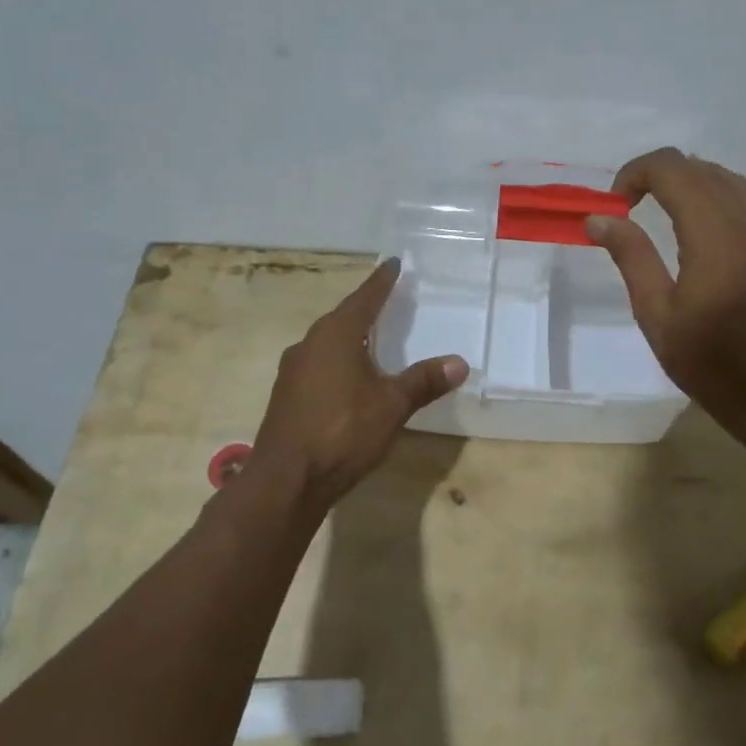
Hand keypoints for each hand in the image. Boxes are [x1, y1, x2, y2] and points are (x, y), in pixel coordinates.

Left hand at [249, 259, 466, 515]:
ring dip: (350, 335)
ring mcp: (293, 371)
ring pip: (327, 342)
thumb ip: (424, 381)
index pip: (365, 298)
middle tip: (387, 299)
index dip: (382, 281)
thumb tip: (459, 363)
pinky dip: (338, 360)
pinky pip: (318, 364)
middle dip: (366, 307)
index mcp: (335, 335)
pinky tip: (349, 376)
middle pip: (343, 316)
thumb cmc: (342, 432)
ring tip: (371, 336)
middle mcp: (309, 344)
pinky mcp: (287, 396)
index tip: (393, 263)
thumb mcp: (392, 405)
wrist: (285, 482)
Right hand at [586, 148, 745, 422]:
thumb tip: (599, 218)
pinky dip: (711, 191)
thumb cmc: (710, 362)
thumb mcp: (657, 315)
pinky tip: (693, 220)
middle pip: (699, 167)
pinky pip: (742, 195)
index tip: (614, 203)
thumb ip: (631, 257)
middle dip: (657, 174)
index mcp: (714, 238)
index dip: (636, 173)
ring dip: (687, 179)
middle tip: (628, 206)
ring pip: (724, 176)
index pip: (674, 171)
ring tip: (657, 207)